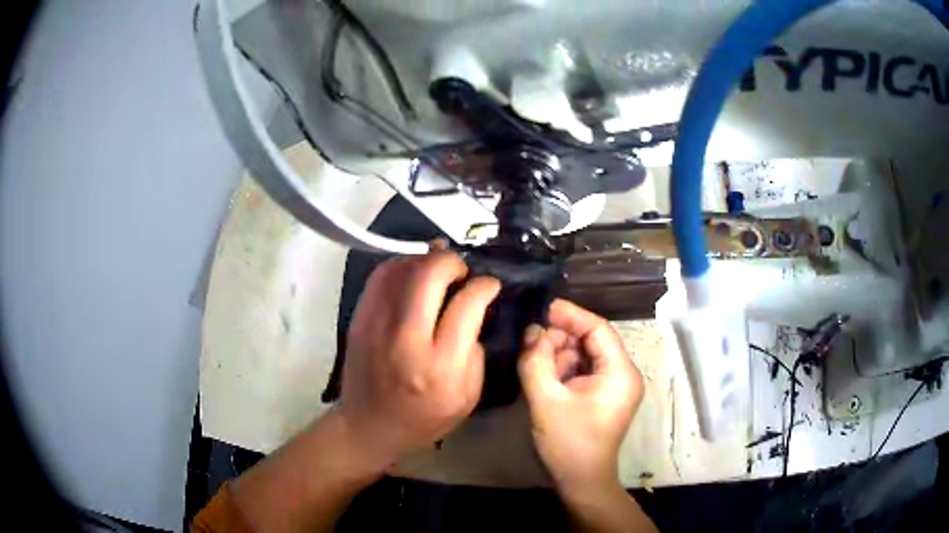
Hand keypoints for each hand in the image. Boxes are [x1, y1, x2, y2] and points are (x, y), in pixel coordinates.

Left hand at [338, 252, 500, 464]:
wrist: (368, 426)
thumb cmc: (424, 419)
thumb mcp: (468, 397)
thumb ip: (476, 351)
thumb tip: (473, 310)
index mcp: (440, 366)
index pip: (466, 305)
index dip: (485, 286)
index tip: (490, 285)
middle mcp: (407, 339)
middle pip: (430, 274)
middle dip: (453, 262)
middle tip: (462, 272)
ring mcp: (377, 325)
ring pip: (402, 268)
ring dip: (427, 259)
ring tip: (439, 270)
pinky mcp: (360, 318)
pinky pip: (380, 276)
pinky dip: (402, 265)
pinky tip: (413, 274)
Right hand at [518, 300, 643, 495]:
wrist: (581, 481)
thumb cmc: (568, 443)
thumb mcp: (546, 400)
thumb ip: (536, 361)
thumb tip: (532, 331)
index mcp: (620, 372)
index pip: (598, 328)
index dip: (570, 314)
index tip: (541, 307)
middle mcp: (623, 373)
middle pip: (592, 340)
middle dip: (560, 337)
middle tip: (530, 339)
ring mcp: (614, 385)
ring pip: (585, 354)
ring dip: (559, 353)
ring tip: (533, 358)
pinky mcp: (603, 395)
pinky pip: (583, 370)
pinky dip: (562, 367)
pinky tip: (543, 372)